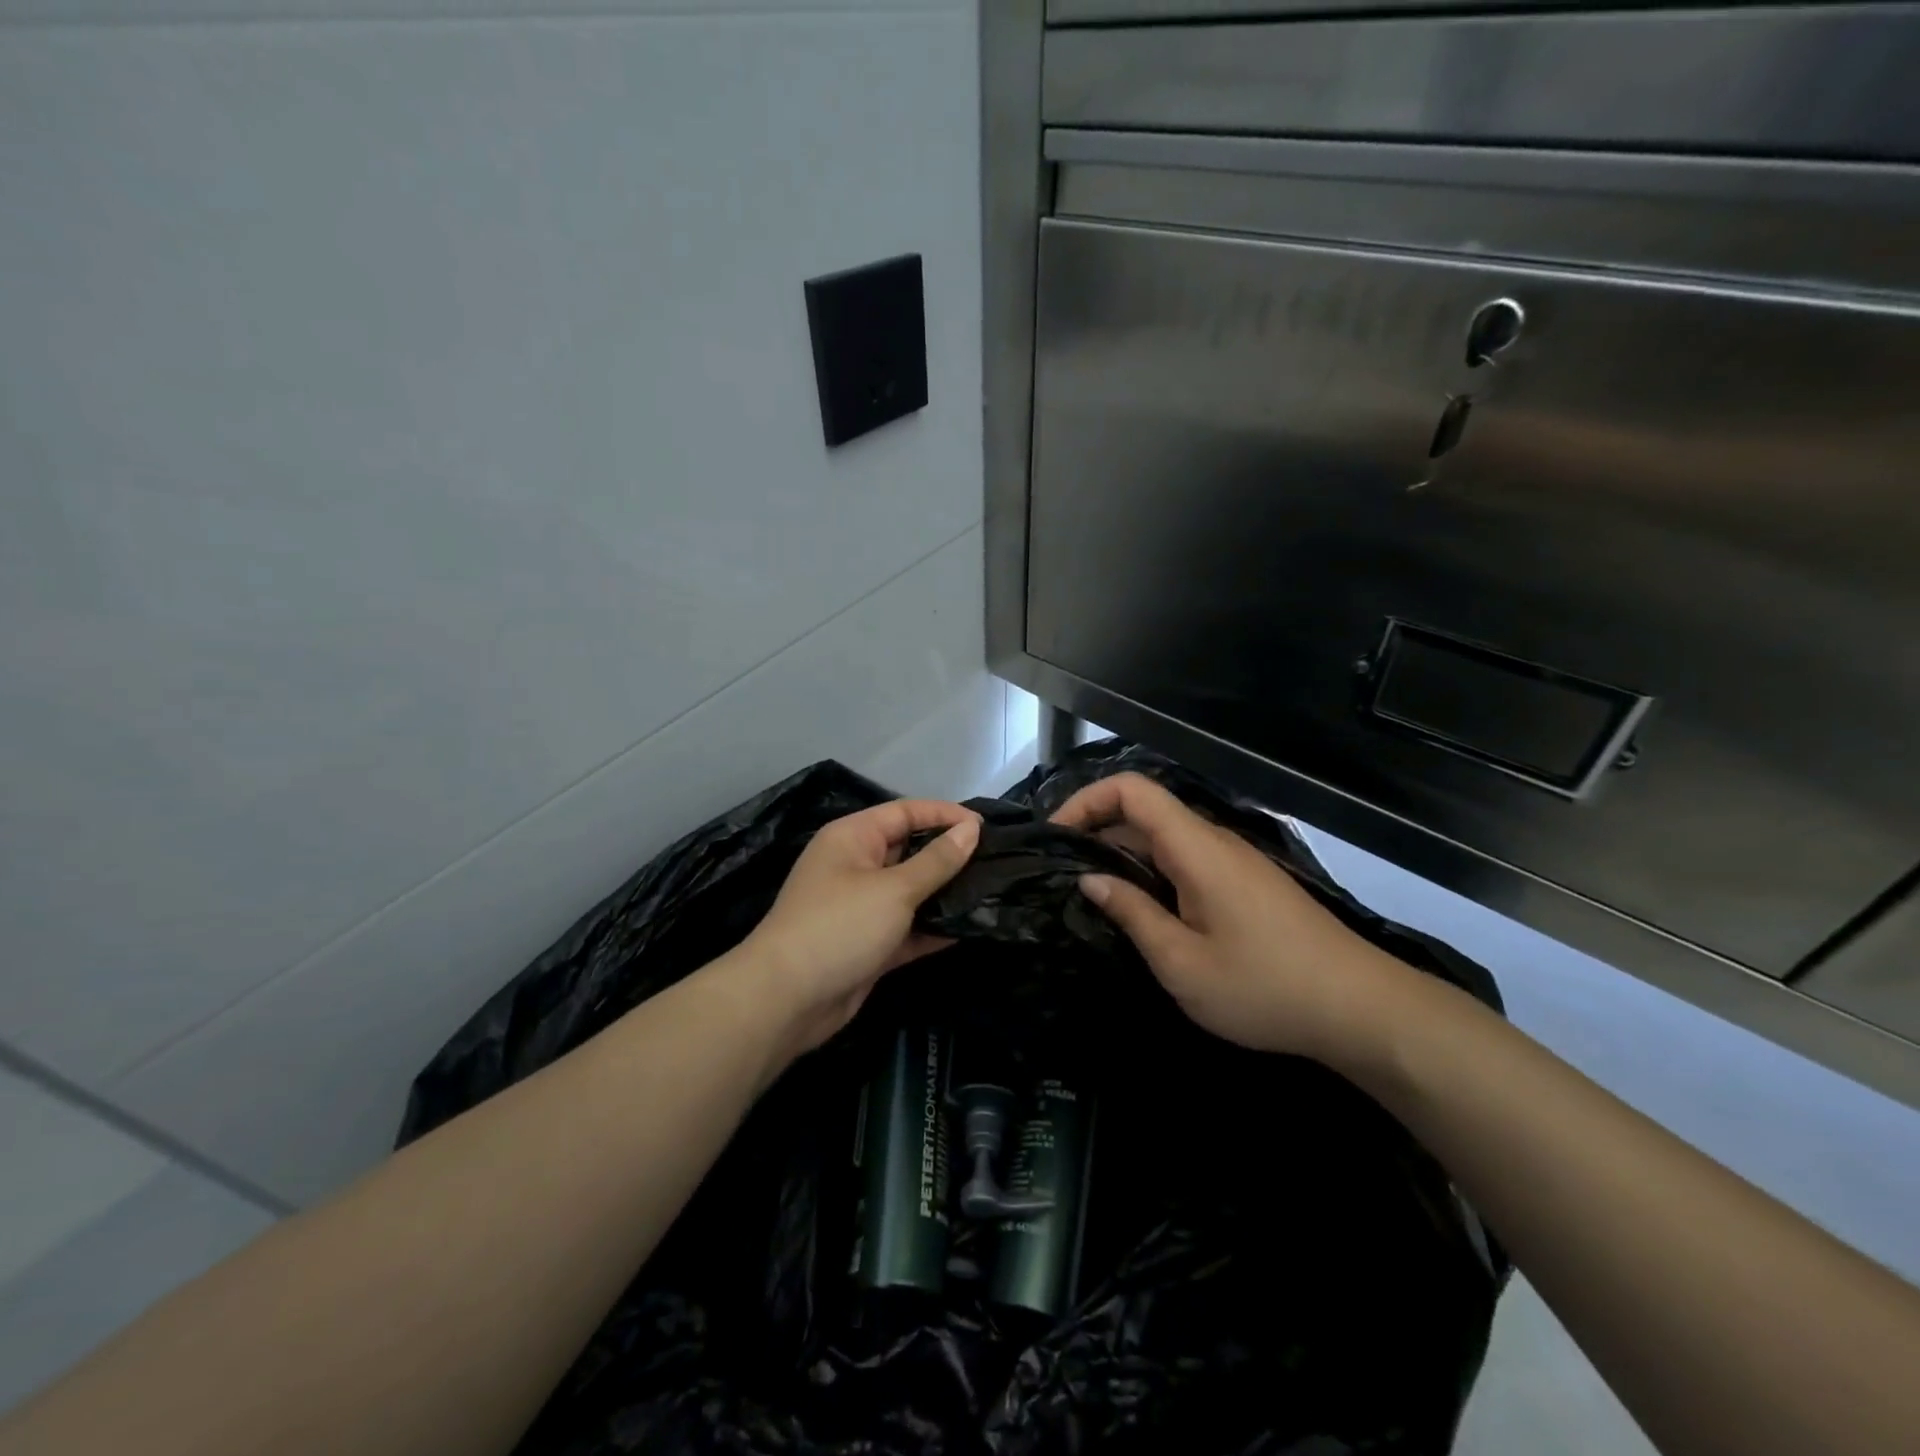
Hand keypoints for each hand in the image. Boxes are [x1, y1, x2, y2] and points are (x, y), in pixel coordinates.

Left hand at [735, 799, 980, 1055]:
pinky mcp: (868, 944)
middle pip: (909, 850)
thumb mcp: (894, 889)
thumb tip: (971, 828)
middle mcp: (856, 866)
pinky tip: (971, 928)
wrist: (787, 1000)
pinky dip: (933, 928)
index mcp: (853, 837)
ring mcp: (861, 907)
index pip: (905, 812)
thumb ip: (937, 860)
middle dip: (949, 854)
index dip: (945, 815)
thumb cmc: (840, 926)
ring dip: (945, 893)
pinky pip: (908, 927)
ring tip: (992, 891)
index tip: (986, 827)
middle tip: (996, 860)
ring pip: (911, 891)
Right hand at [1051, 773, 1404, 1059]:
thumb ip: (1131, 913)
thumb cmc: (1264, 987)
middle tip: (1059, 875)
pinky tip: (1141, 910)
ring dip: (1122, 855)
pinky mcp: (1246, 884)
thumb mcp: (1182, 962)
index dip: (1086, 800)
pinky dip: (1151, 871)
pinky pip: (1186, 860)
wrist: (1362, 1009)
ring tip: (1090, 895)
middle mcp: (1214, 841)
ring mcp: (1234, 861)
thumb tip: (1090, 880)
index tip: (1054, 837)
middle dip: (1095, 831)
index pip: (1132, 790)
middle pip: (1144, 811)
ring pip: (1164, 838)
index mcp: (1196, 848)